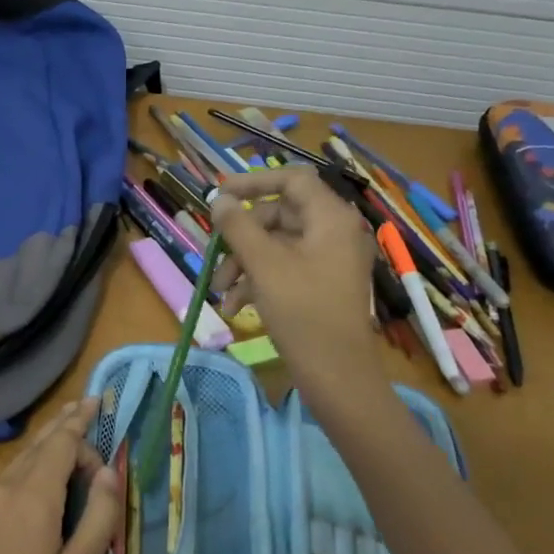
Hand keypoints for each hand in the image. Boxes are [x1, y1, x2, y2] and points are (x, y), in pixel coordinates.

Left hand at [0, 399, 121, 553]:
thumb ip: (99, 516)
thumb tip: (109, 472)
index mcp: (30, 498)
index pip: (60, 443)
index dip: (81, 422)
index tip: (99, 403)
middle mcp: (2, 489)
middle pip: (38, 445)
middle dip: (64, 426)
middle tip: (87, 407)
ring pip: (21, 460)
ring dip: (47, 446)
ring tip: (70, 434)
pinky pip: (7, 478)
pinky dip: (31, 466)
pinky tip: (42, 475)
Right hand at [211, 165, 384, 400]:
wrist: (337, 375)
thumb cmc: (303, 312)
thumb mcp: (264, 266)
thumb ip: (239, 227)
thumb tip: (220, 200)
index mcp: (330, 218)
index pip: (291, 179)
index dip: (253, 182)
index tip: (219, 195)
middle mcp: (334, 232)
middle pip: (280, 215)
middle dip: (242, 236)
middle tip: (215, 255)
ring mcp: (330, 260)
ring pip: (277, 245)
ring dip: (244, 263)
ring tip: (221, 292)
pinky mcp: (322, 285)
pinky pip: (285, 269)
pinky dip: (259, 281)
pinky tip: (236, 307)